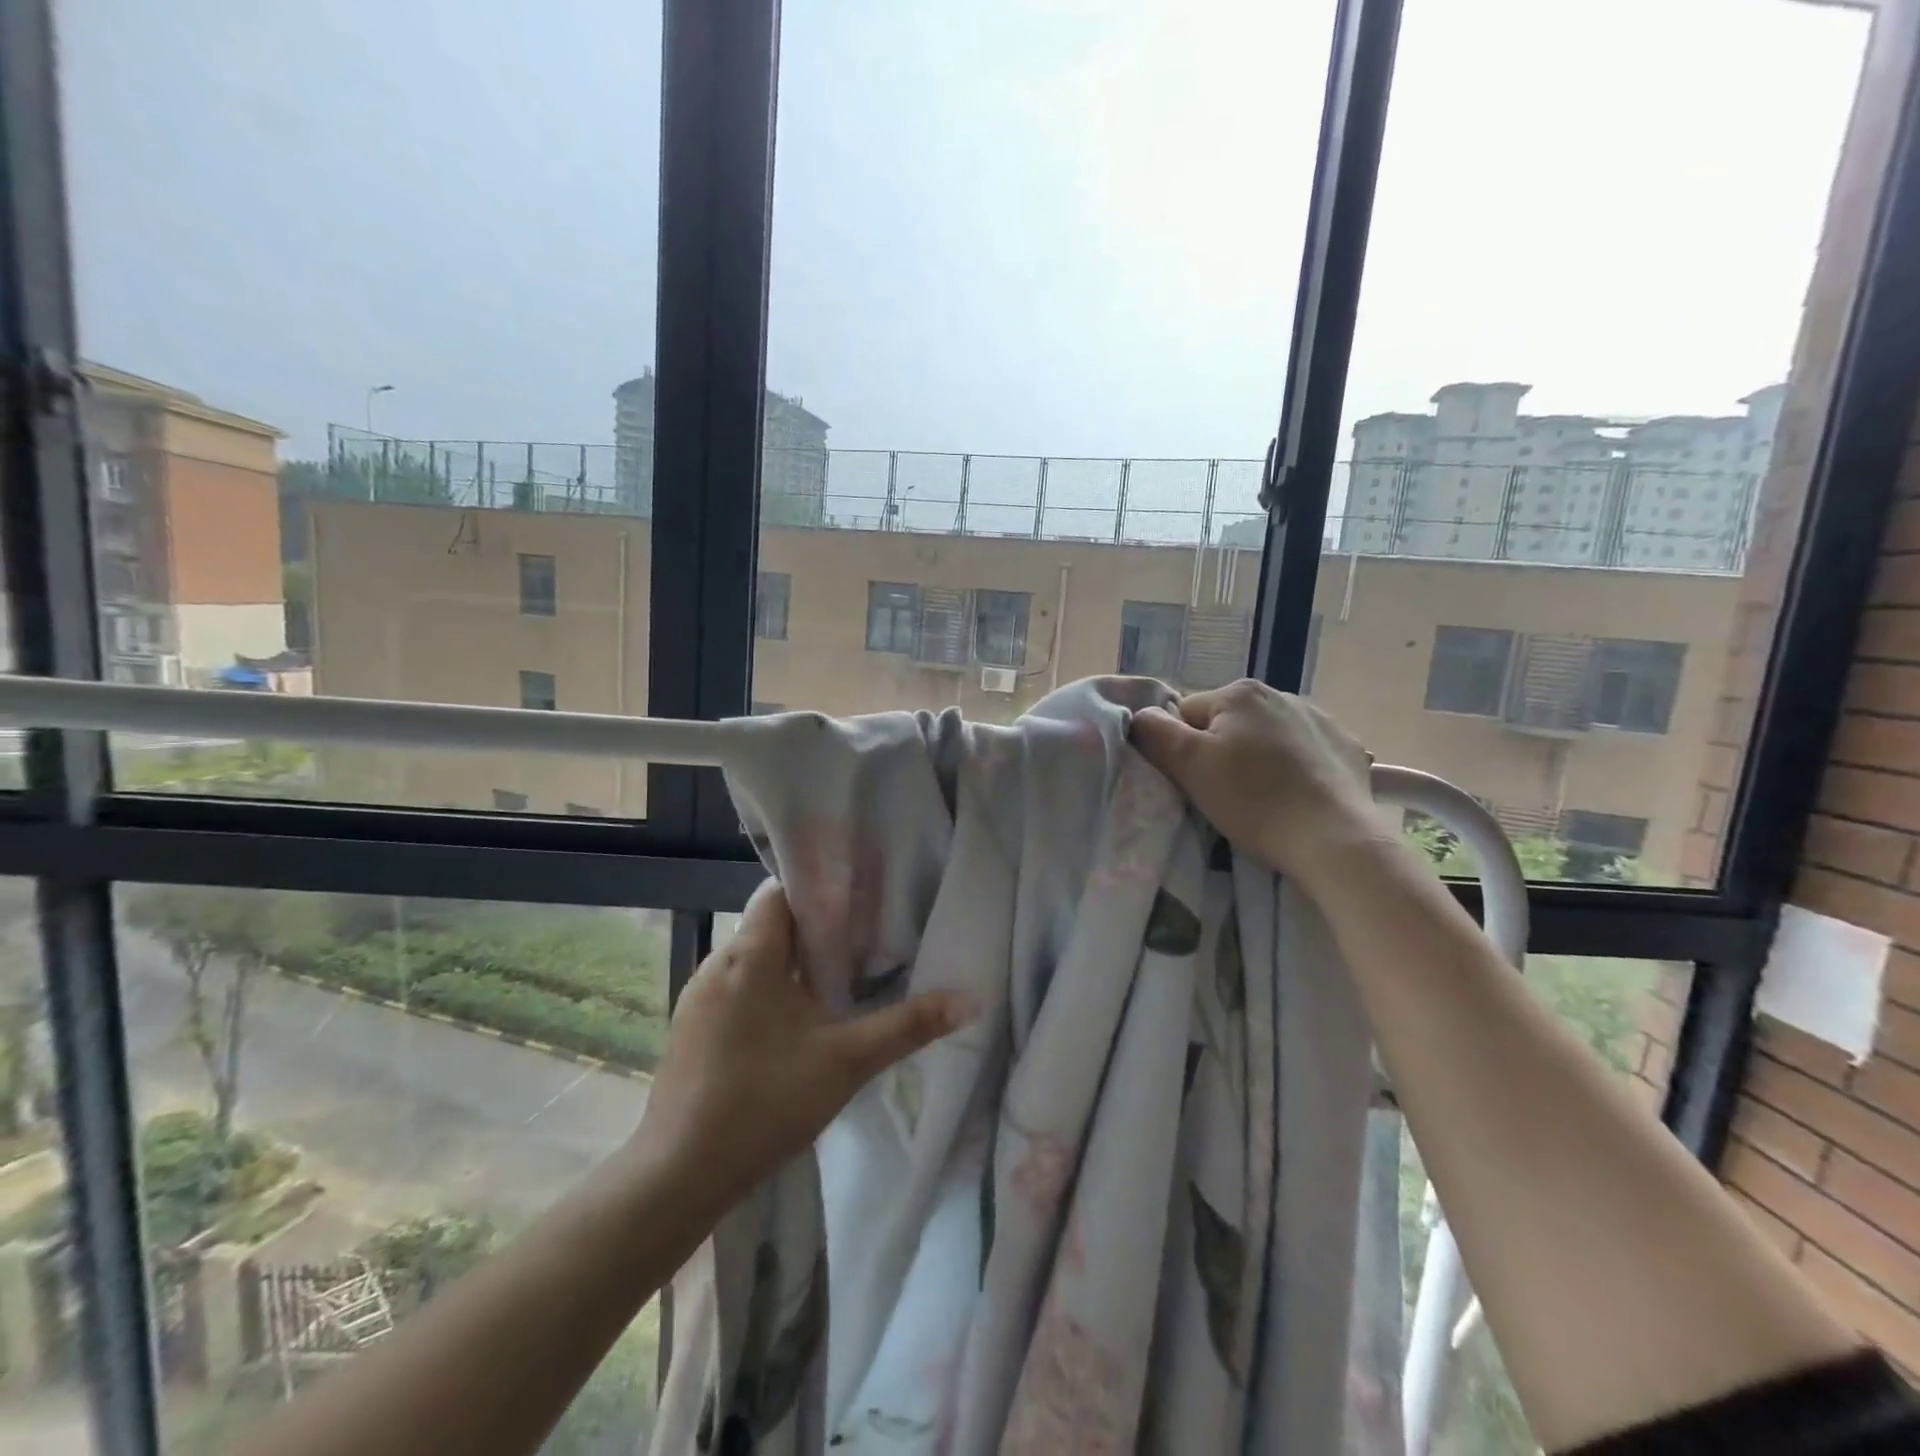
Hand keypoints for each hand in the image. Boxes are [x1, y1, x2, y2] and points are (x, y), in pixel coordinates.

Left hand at [631, 880, 974, 1210]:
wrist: (679, 1176)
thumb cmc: (766, 1102)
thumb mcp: (848, 1061)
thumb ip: (908, 1025)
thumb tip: (970, 1000)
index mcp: (751, 955)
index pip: (780, 892)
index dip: (819, 891)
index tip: (858, 904)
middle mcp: (717, 964)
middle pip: (769, 924)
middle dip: (812, 930)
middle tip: (859, 945)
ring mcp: (698, 998)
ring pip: (752, 958)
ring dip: (789, 963)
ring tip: (833, 982)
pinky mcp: (690, 1028)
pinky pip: (735, 988)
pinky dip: (765, 990)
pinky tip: (791, 1024)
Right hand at [1131, 678, 1383, 884]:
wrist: (1333, 839)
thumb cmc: (1254, 799)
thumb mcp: (1188, 765)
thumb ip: (1154, 732)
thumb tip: (1140, 715)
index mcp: (1240, 693)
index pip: (1186, 715)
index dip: (1181, 750)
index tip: (1193, 782)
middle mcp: (1281, 693)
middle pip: (1226, 724)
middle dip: (1220, 752)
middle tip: (1224, 794)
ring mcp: (1320, 719)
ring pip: (1265, 737)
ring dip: (1256, 759)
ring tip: (1262, 798)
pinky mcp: (1345, 747)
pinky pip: (1302, 751)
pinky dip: (1294, 768)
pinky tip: (1296, 795)